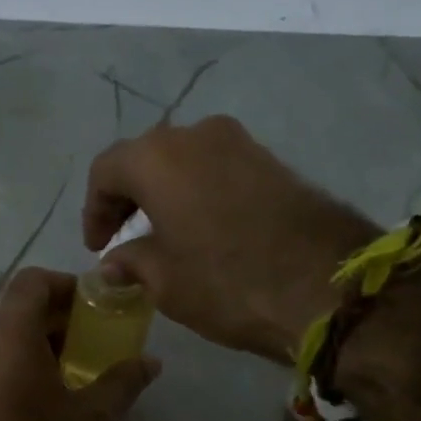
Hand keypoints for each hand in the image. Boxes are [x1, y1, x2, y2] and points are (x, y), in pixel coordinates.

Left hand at [0, 268, 159, 420]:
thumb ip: (123, 383)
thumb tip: (151, 362)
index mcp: (7, 333)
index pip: (33, 280)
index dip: (67, 285)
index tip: (97, 308)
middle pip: (17, 309)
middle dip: (58, 319)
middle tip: (95, 344)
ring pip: (2, 339)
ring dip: (38, 345)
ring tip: (75, 374)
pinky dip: (18, 367)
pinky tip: (45, 402)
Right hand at [82, 116, 380, 363]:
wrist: (326, 285)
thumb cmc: (226, 281)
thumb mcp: (164, 280)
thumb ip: (131, 262)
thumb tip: (114, 263)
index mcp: (157, 158)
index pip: (106, 172)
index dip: (94, 210)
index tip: (97, 247)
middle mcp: (195, 135)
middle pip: (144, 158)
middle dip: (128, 197)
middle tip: (122, 237)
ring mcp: (239, 143)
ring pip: (183, 160)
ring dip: (164, 192)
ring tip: (161, 234)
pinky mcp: (271, 160)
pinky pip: (216, 168)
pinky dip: (197, 191)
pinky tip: (201, 228)